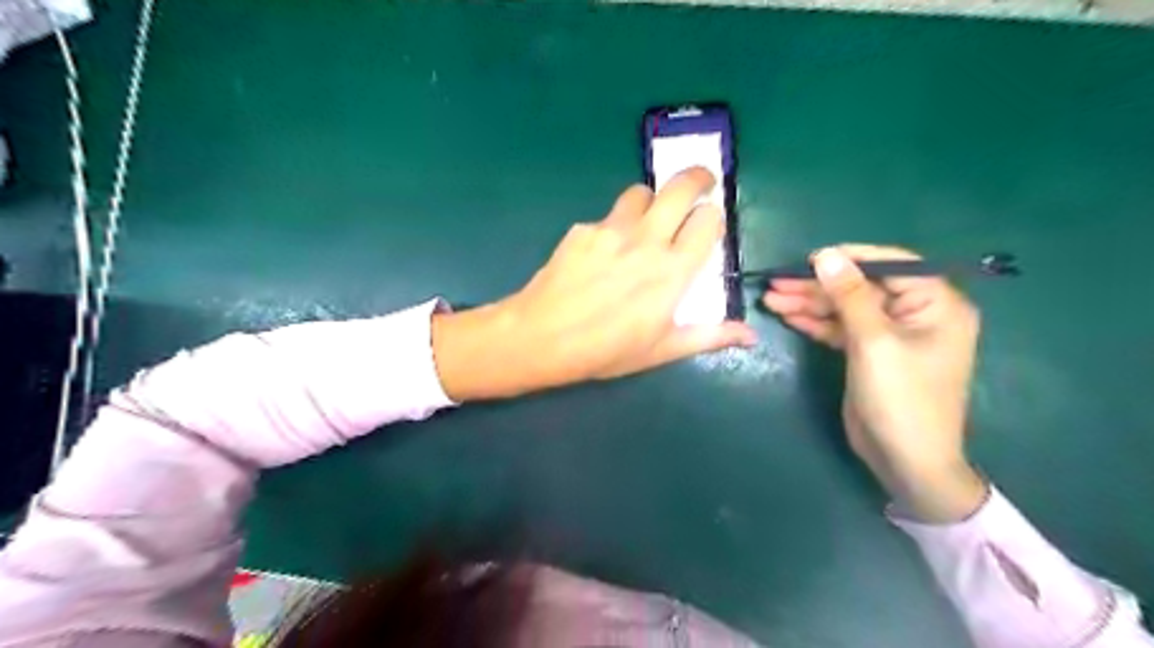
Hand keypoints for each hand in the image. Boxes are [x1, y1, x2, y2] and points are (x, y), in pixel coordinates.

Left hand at [432, 168, 759, 398]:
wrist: (541, 337)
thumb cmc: (605, 350)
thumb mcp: (661, 349)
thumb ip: (709, 336)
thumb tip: (751, 335)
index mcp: (672, 271)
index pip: (708, 222)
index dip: (713, 218)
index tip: (709, 224)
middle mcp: (646, 241)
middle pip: (681, 187)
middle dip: (697, 178)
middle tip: (701, 184)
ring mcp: (611, 230)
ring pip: (641, 192)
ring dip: (652, 200)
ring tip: (647, 220)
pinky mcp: (582, 229)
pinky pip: (607, 216)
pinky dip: (614, 225)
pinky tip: (602, 253)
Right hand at [764, 244, 986, 521]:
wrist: (905, 460)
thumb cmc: (901, 398)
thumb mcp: (874, 342)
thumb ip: (850, 295)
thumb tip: (826, 255)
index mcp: (935, 303)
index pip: (891, 264)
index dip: (849, 258)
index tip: (809, 258)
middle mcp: (915, 313)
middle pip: (860, 287)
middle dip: (818, 286)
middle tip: (776, 282)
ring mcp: (890, 333)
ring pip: (845, 307)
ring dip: (809, 303)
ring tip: (770, 299)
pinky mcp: (869, 352)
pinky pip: (840, 328)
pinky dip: (815, 322)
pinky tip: (787, 316)